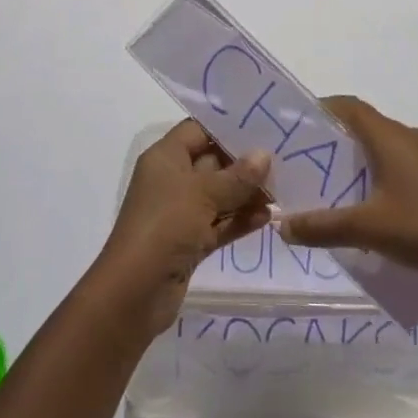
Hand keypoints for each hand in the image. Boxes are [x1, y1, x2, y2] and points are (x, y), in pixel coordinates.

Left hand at [96, 120, 272, 335]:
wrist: (135, 293)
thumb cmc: (165, 225)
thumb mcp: (202, 194)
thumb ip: (236, 176)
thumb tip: (264, 155)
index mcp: (166, 157)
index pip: (198, 130)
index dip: (226, 127)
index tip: (262, 124)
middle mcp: (172, 180)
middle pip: (212, 162)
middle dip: (244, 163)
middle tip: (282, 158)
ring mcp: (180, 213)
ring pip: (219, 196)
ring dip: (246, 194)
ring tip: (282, 189)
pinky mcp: (190, 242)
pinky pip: (219, 223)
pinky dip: (240, 220)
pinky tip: (268, 217)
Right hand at [278, 96, 417, 289]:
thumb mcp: (368, 230)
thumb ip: (323, 226)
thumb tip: (283, 226)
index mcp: (391, 137)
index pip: (350, 107)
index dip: (323, 109)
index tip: (299, 125)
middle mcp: (412, 136)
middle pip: (368, 126)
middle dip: (339, 141)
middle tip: (313, 163)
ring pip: (389, 146)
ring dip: (365, 160)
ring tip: (342, 188)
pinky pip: (408, 163)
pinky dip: (387, 173)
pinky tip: (382, 208)